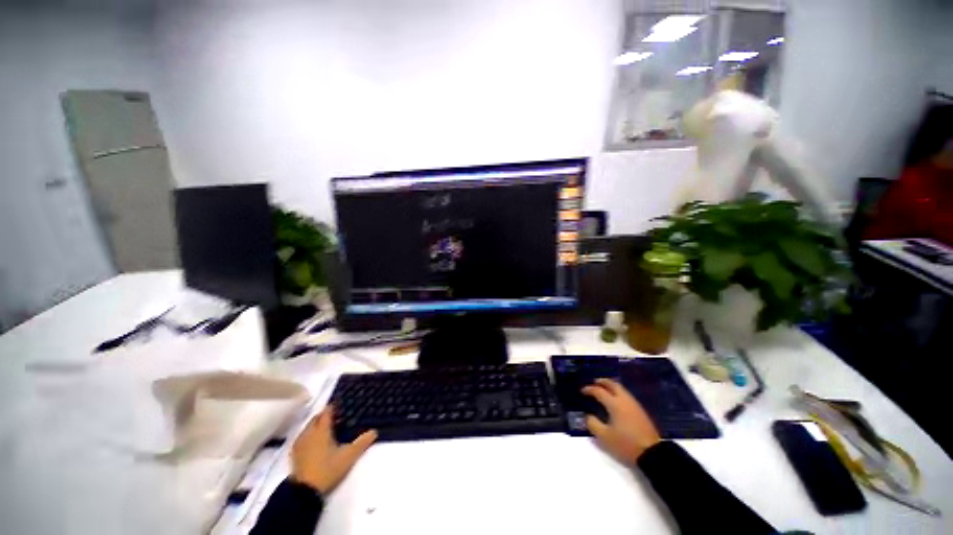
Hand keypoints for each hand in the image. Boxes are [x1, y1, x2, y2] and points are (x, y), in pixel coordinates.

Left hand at [290, 405, 377, 494]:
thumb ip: (362, 442)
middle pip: (317, 418)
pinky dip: (310, 434)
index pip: (327, 412)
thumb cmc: (327, 469)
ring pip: (309, 427)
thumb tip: (374, 431)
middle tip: (337, 417)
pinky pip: (303, 436)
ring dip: (317, 424)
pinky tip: (316, 442)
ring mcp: (300, 443)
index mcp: (321, 430)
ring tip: (328, 429)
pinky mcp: (294, 453)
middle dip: (325, 415)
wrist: (304, 491)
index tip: (341, 405)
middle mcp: (309, 433)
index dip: (334, 407)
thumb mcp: (348, 456)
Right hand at [582, 378, 660, 463]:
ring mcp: (634, 405)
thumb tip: (588, 416)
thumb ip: (593, 424)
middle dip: (602, 382)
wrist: (652, 454)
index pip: (599, 391)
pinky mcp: (641, 411)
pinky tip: (616, 400)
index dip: (589, 389)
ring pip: (621, 389)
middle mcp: (624, 400)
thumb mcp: (605, 437)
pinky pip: (627, 395)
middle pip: (613, 384)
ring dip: (611, 386)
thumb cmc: (626, 444)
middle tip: (594, 382)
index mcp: (614, 404)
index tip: (582, 391)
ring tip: (604, 389)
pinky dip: (618, 393)